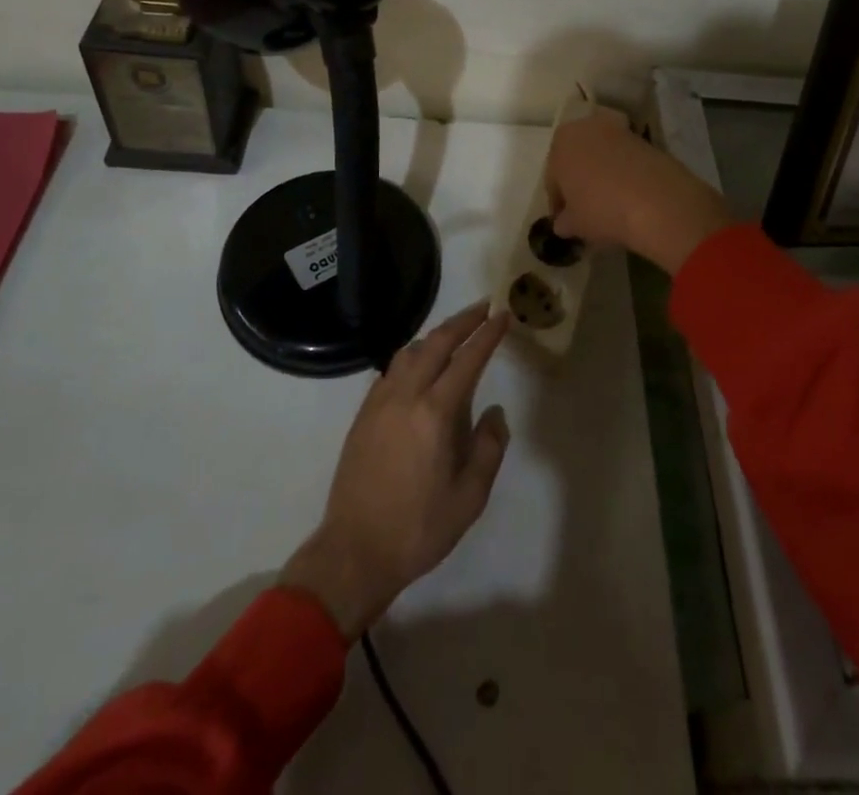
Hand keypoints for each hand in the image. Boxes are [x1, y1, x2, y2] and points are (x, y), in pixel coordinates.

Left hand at [281, 304, 510, 639]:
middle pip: (436, 342)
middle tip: (484, 308)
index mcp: (435, 413)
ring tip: (455, 334)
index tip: (503, 315)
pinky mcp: (363, 414)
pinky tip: (420, 368)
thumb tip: (494, 412)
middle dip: (463, 320)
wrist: (354, 551)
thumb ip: (488, 448)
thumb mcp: (469, 498)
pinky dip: (412, 356)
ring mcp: (379, 402)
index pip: (467, 359)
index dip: (487, 334)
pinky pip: (391, 370)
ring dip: (435, 336)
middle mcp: (405, 396)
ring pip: (410, 351)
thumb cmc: (418, 529)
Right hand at [546, 108, 733, 273]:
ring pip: (602, 156)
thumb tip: (563, 223)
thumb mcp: (575, 224)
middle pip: (577, 159)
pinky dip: (624, 174)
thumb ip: (564, 222)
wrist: (658, 201)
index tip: (565, 220)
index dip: (558, 202)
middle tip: (585, 210)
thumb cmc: (602, 210)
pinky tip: (629, 197)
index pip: (553, 177)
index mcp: (561, 143)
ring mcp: (618, 130)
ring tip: (610, 204)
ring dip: (602, 175)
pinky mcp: (645, 139)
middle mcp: (586, 128)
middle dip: (579, 182)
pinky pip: (625, 159)